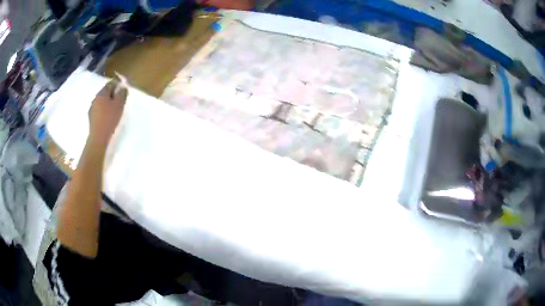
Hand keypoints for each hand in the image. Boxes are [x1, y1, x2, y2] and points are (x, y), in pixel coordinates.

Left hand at [88, 81, 127, 146]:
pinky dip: (104, 110)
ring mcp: (92, 109)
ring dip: (107, 102)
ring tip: (114, 109)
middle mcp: (95, 99)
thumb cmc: (109, 119)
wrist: (98, 137)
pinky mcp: (91, 118)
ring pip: (101, 101)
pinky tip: (107, 116)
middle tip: (119, 99)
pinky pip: (99, 110)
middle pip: (105, 92)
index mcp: (102, 93)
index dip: (117, 84)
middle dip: (112, 94)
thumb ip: (122, 94)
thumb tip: (123, 88)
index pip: (110, 84)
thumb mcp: (119, 105)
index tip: (123, 87)